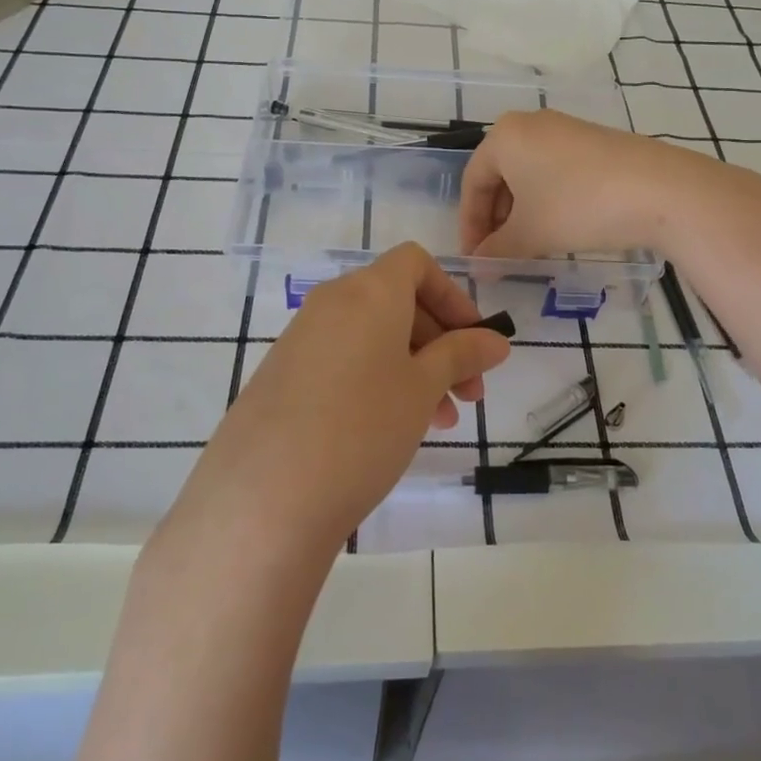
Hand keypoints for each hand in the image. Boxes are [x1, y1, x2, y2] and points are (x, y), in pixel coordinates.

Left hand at [186, 243, 511, 549]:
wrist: (264, 497)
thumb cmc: (363, 427)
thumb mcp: (423, 389)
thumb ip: (462, 355)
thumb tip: (495, 340)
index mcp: (369, 291)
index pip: (416, 263)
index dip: (452, 296)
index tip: (475, 342)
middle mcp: (331, 302)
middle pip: (397, 301)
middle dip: (441, 341)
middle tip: (468, 394)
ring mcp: (301, 339)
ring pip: (372, 336)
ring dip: (413, 367)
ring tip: (438, 422)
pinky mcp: (282, 375)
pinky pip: (342, 360)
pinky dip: (376, 380)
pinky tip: (389, 430)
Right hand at [459, 109, 760, 260]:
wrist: (660, 190)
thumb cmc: (578, 206)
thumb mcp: (530, 234)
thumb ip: (496, 250)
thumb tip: (478, 266)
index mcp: (505, 136)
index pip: (473, 182)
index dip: (469, 225)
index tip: (474, 259)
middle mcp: (531, 124)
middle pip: (500, 176)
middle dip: (496, 219)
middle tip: (499, 255)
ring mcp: (566, 129)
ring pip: (528, 175)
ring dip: (522, 213)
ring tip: (529, 247)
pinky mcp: (594, 141)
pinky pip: (555, 171)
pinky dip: (548, 201)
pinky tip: (560, 228)